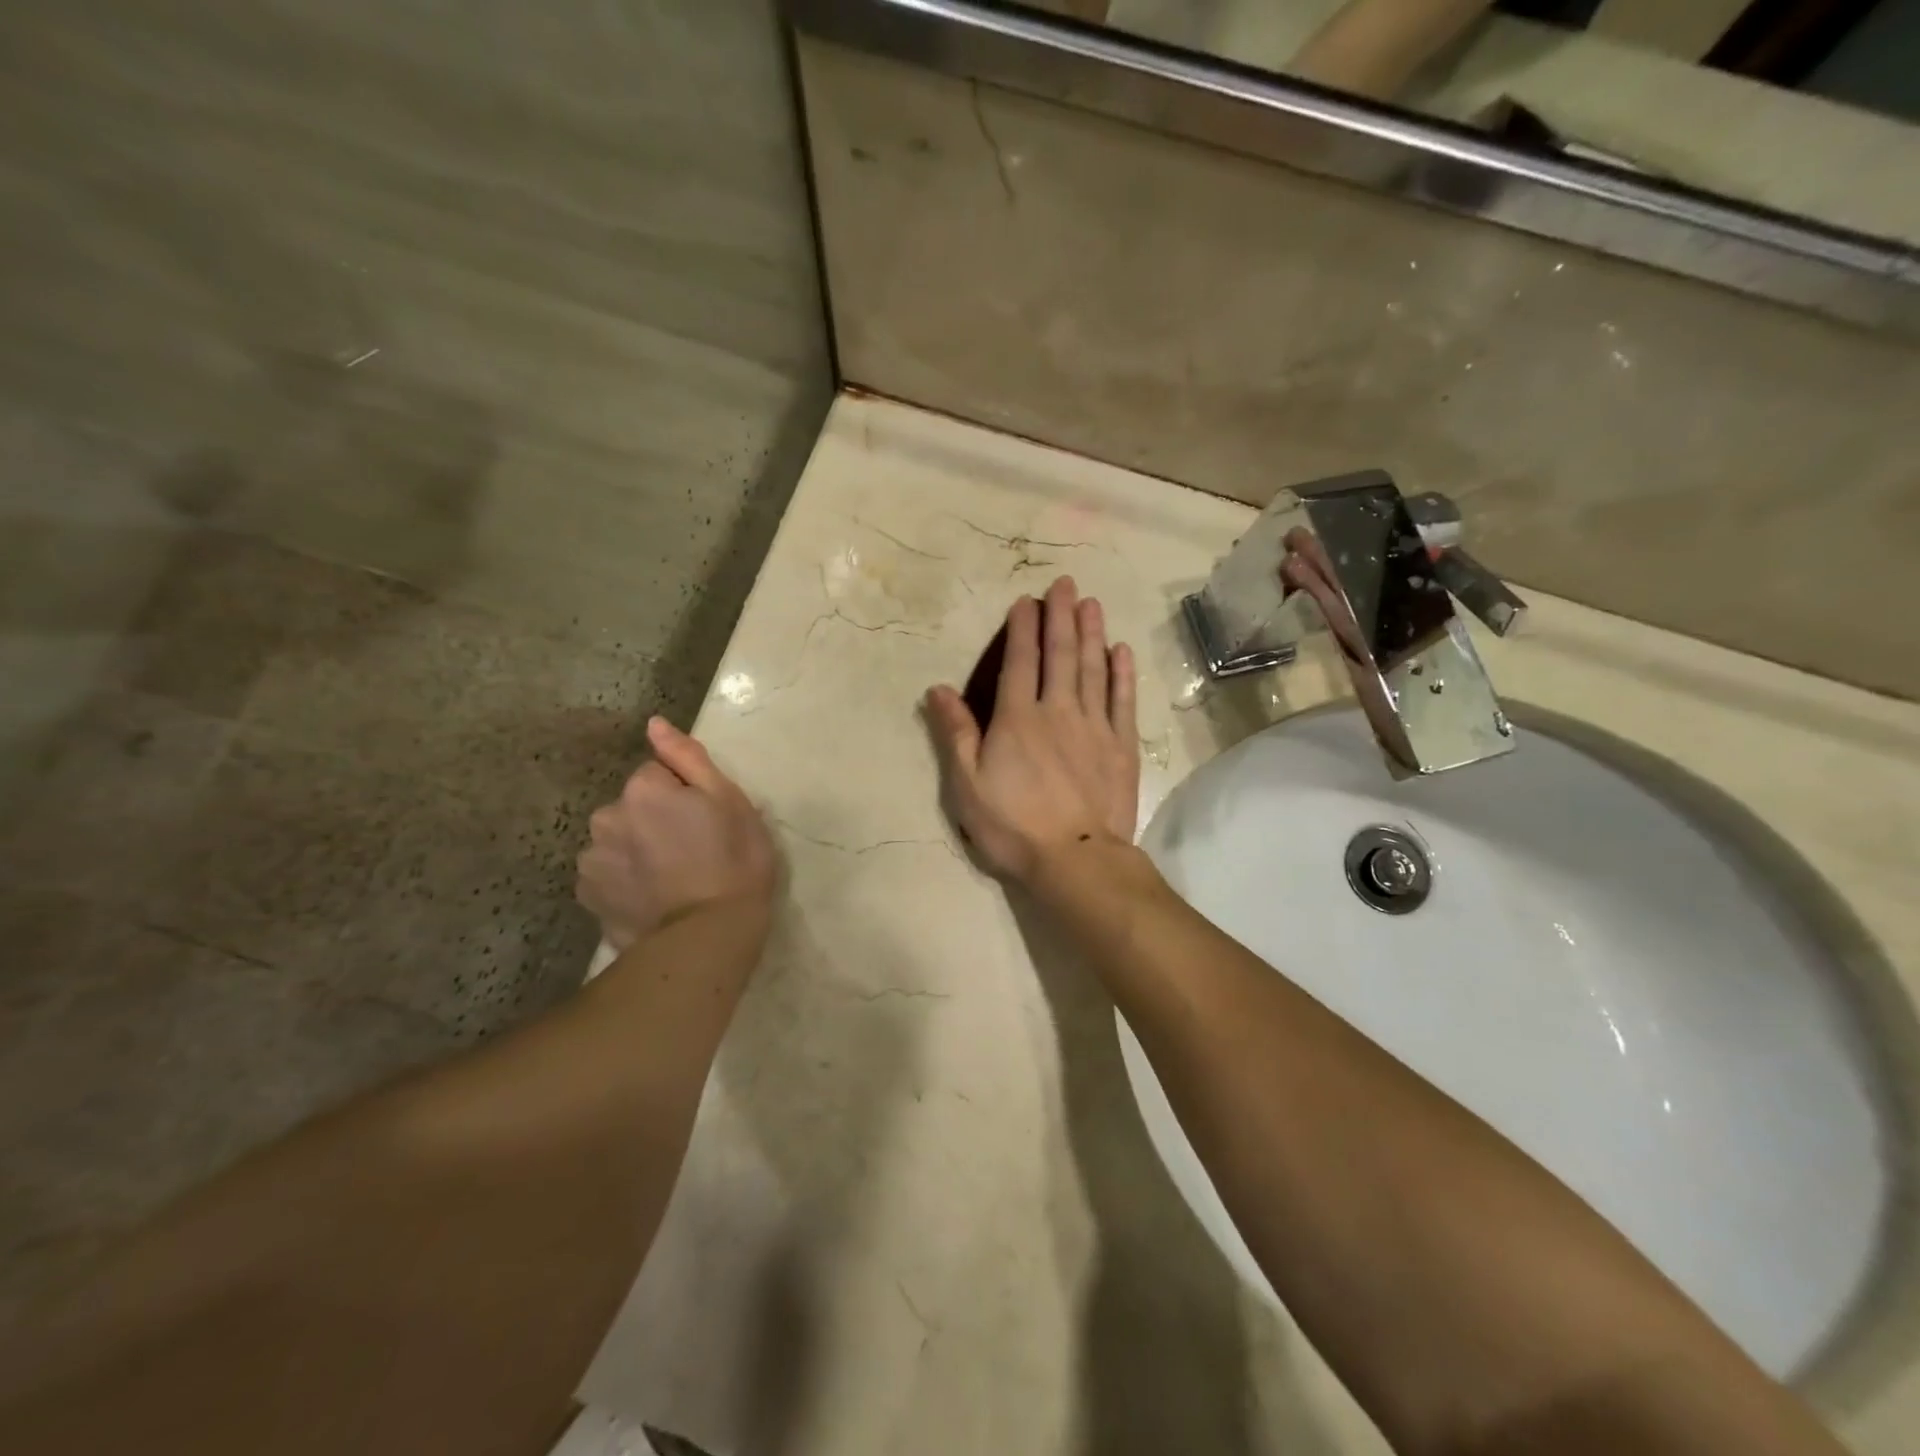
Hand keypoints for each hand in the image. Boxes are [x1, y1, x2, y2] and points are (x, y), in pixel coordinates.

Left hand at [576, 717, 777, 949]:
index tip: (706, 821)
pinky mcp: (589, 898)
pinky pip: (608, 876)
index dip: (685, 795)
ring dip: (637, 851)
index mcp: (642, 790)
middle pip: (633, 808)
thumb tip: (654, 723)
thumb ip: (687, 757)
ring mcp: (593, 861)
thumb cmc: (734, 861)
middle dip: (655, 820)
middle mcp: (606, 817)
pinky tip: (652, 899)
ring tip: (673, 880)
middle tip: (693, 851)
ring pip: (618, 841)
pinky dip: (625, 882)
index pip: (658, 775)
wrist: (709, 936)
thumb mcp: (729, 800)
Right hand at [925, 576, 1139, 883]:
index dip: (1023, 628)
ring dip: (1091, 633)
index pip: (1020, 662)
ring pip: (1093, 669)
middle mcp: (1058, 711)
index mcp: (1017, 718)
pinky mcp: (1121, 746)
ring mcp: (1094, 727)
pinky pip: (1122, 700)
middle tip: (1066, 584)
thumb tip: (938, 689)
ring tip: (1092, 603)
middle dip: (1061, 616)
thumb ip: (956, 734)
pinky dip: (1121, 673)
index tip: (1027, 600)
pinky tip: (1121, 651)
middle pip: (1061, 655)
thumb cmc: (1013, 826)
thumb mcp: (967, 786)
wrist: (1075, 860)